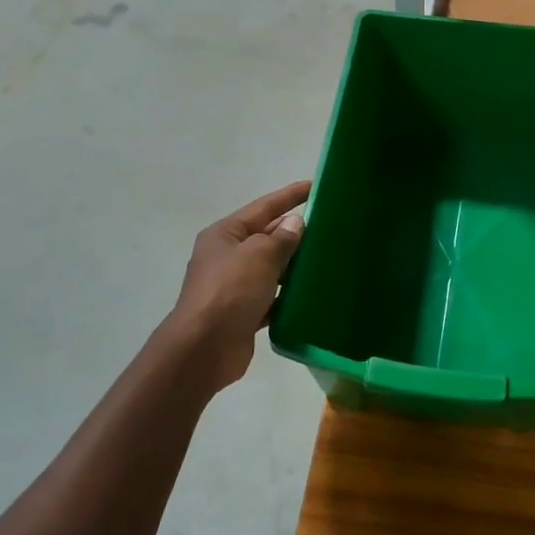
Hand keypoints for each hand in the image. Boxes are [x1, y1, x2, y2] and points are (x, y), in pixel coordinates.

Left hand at [168, 181, 308, 391]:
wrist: (204, 348)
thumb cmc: (229, 292)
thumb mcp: (259, 256)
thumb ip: (280, 238)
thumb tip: (294, 223)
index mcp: (224, 234)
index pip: (263, 207)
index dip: (289, 196)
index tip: (315, 186)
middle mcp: (227, 257)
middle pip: (266, 237)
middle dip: (294, 232)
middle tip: (330, 227)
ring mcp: (234, 286)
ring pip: (271, 268)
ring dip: (294, 265)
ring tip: (327, 259)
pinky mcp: (244, 313)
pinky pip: (272, 297)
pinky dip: (288, 295)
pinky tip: (311, 295)